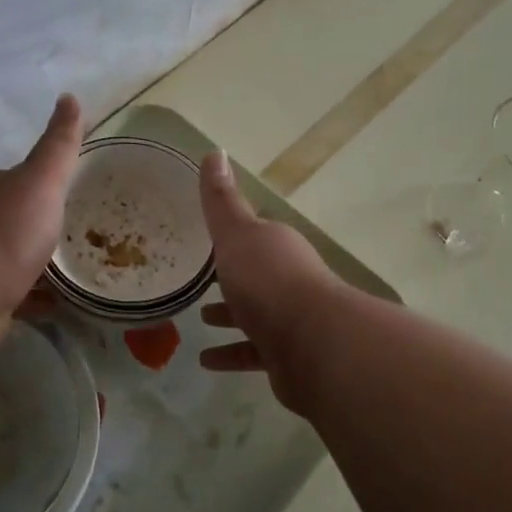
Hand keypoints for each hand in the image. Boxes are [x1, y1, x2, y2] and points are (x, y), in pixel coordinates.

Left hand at [0, 95, 83, 319]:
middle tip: (81, 231)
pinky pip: (17, 291)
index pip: (20, 177)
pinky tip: (58, 302)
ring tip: (77, 267)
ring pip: (16, 255)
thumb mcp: (42, 179)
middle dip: (43, 222)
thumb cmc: (8, 232)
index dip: (46, 181)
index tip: (72, 190)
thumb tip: (70, 97)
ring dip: (40, 259)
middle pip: (17, 216)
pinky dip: (36, 294)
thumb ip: (59, 144)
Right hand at [196, 150, 339, 414]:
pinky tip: (205, 361)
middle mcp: (288, 279)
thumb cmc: (269, 281)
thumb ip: (222, 201)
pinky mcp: (287, 355)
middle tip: (198, 282)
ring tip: (199, 320)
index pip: (254, 235)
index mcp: (277, 246)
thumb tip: (214, 151)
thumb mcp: (237, 234)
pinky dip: (230, 354)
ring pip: (254, 314)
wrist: (313, 344)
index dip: (232, 235)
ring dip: (229, 315)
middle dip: (230, 277)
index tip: (206, 237)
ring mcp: (290, 319)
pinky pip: (252, 352)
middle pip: (255, 275)